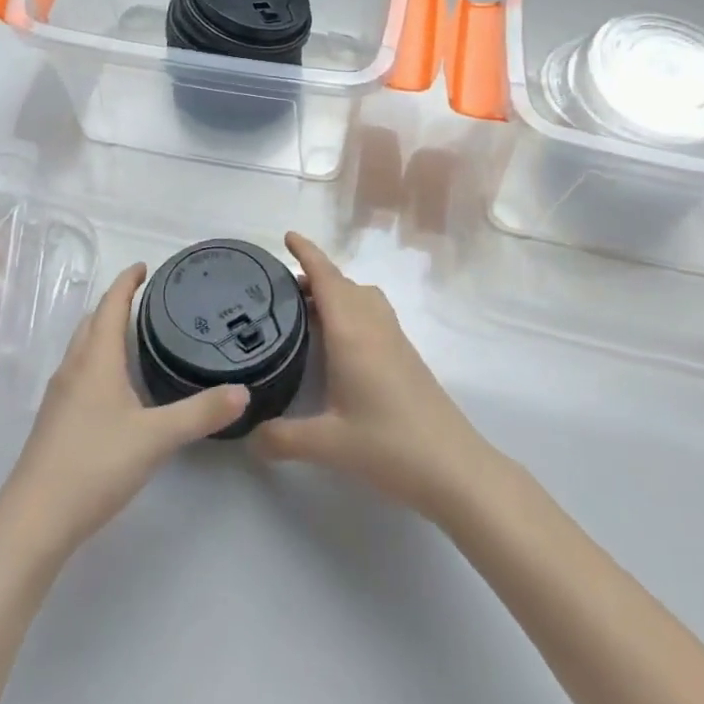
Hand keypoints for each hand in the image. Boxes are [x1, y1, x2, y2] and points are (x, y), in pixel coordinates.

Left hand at [0, 262, 248, 558]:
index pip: (110, 305)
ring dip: (104, 332)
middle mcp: (73, 368)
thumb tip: (243, 392)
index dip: (127, 282)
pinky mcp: (54, 421)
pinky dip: (98, 361)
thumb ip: (200, 413)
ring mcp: (59, 396)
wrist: (34, 521)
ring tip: (136, 337)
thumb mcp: (156, 438)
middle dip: (116, 304)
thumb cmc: (94, 465)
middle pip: (92, 321)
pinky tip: (116, 388)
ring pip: (83, 348)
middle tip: (148, 300)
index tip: (145, 267)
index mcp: (95, 359)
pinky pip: (79, 372)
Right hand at [252, 233, 496, 521]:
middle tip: (281, 289)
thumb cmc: (390, 446)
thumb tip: (249, 437)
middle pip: (342, 284)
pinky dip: (351, 310)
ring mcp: (394, 339)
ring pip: (361, 297)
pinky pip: (373, 314)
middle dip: (314, 276)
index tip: (288, 236)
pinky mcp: (406, 356)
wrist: (454, 468)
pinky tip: (339, 343)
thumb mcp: (328, 445)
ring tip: (307, 313)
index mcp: (352, 332)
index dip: (307, 253)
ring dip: (335, 293)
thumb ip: (282, 438)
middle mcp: (373, 325)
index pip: (326, 278)